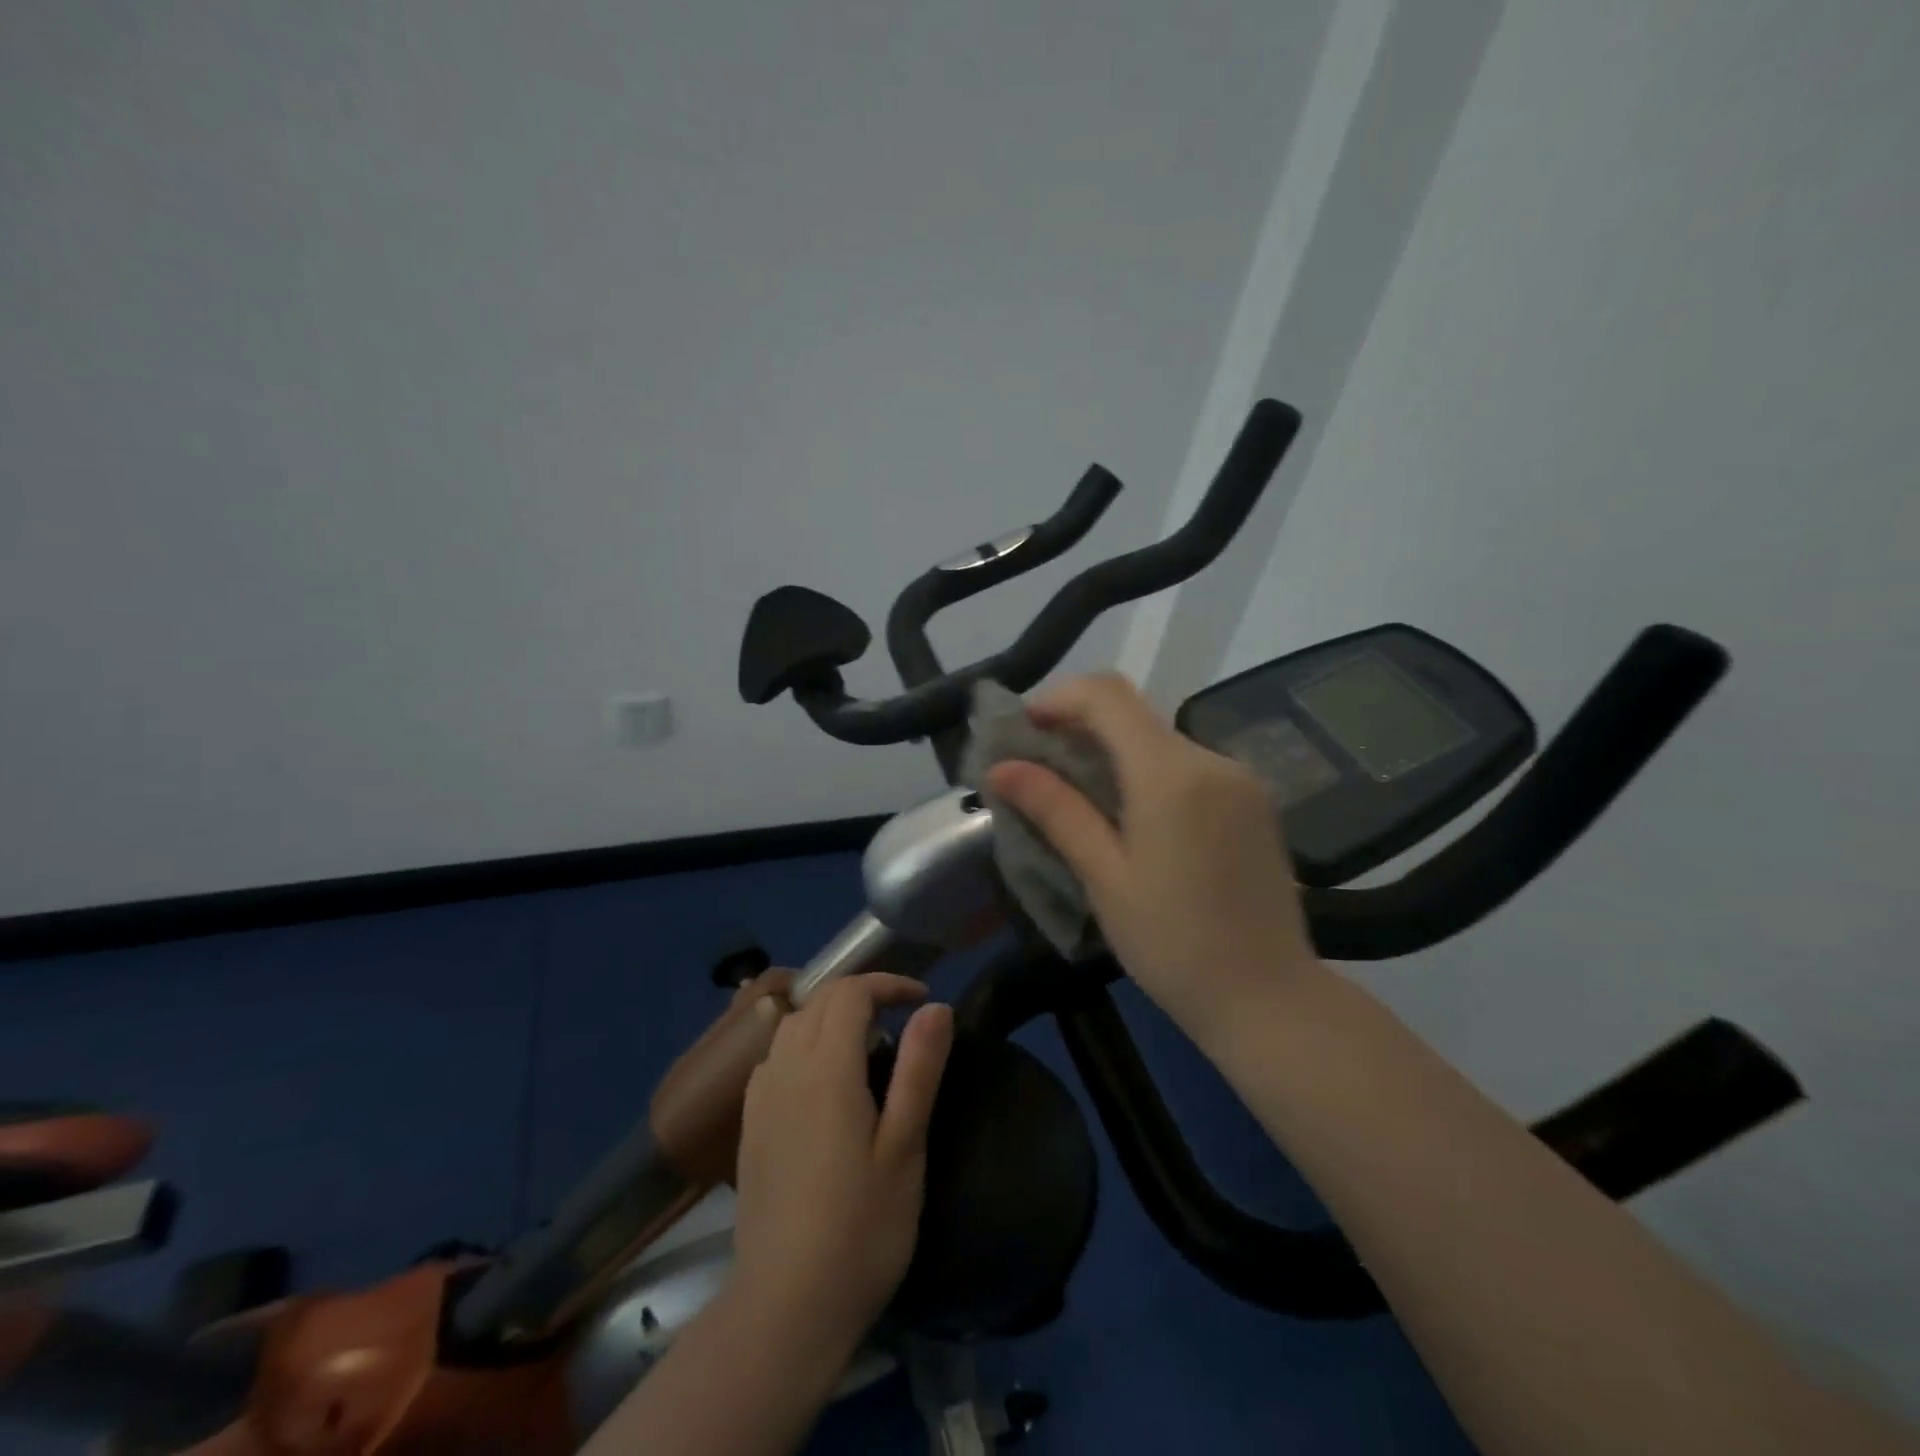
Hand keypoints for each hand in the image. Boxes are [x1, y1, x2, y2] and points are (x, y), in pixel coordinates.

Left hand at [731, 974, 953, 1353]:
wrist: (785, 1306)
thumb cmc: (860, 1228)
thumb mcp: (905, 1147)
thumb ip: (919, 1069)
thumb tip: (935, 1007)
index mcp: (826, 1068)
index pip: (851, 993)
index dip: (888, 984)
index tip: (922, 1000)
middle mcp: (786, 1067)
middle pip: (819, 1000)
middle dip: (862, 994)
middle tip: (902, 1017)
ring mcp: (760, 1096)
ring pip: (793, 1024)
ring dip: (830, 1016)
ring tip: (867, 1045)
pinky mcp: (748, 1124)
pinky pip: (774, 1056)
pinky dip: (803, 1043)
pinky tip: (823, 1082)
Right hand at [983, 672, 1317, 1035]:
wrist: (1269, 998)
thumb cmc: (1172, 943)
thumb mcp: (1104, 876)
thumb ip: (1055, 810)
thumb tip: (1000, 768)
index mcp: (1170, 773)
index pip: (1107, 695)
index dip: (1058, 698)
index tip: (1023, 730)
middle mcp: (1210, 759)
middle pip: (1133, 714)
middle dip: (1079, 727)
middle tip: (1037, 768)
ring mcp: (1239, 778)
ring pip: (1160, 740)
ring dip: (1112, 752)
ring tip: (1076, 796)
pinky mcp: (1252, 801)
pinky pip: (1188, 766)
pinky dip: (1147, 772)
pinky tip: (1128, 815)